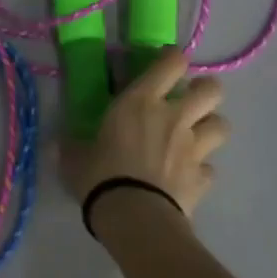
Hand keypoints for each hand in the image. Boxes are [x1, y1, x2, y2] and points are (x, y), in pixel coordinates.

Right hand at [62, 49, 226, 218]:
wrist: (134, 218)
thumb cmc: (100, 175)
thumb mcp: (74, 157)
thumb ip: (71, 147)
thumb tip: (54, 145)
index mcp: (141, 101)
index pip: (172, 63)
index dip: (173, 58)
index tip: (166, 63)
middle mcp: (174, 117)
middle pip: (212, 90)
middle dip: (206, 90)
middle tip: (189, 99)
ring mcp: (194, 149)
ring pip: (222, 126)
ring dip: (211, 127)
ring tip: (196, 135)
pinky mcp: (203, 180)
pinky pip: (211, 169)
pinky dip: (202, 170)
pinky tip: (189, 176)